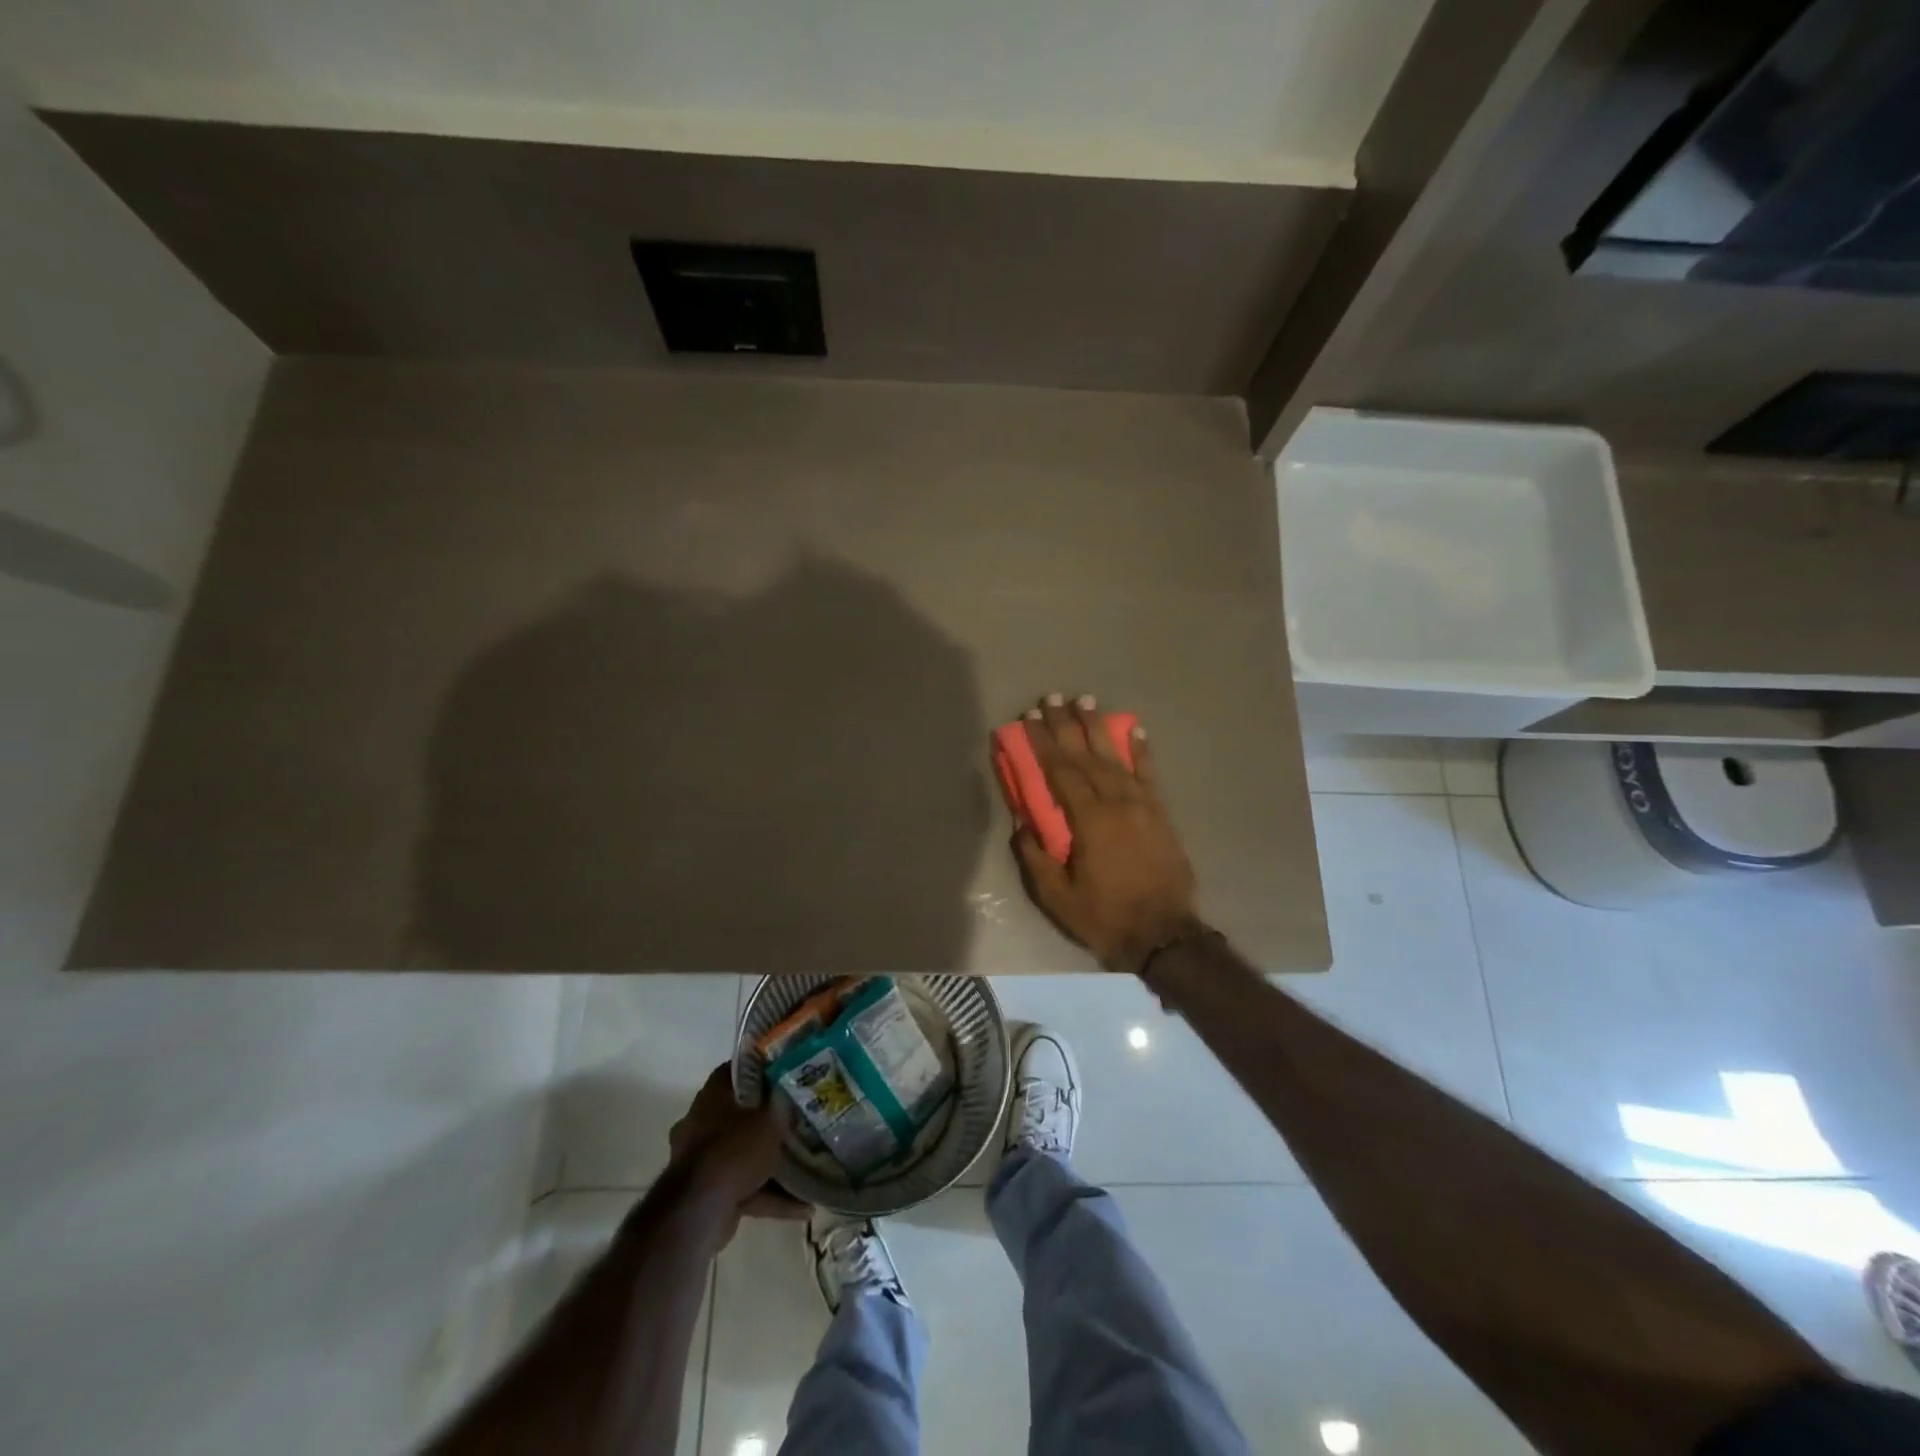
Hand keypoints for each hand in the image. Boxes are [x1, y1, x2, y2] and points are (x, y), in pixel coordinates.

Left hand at [668, 1065, 806, 1232]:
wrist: (698, 1211)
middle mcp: (702, 1124)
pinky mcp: (708, 1194)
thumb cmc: (735, 1149)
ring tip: (807, 1166)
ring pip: (743, 1154)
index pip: (736, 1071)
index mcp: (711, 1096)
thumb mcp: (770, 1118)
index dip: (761, 1070)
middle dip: (768, 1121)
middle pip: (741, 1114)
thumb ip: (782, 1105)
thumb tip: (793, 1094)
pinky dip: (770, 1195)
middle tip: (798, 1120)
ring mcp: (702, 1161)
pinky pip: (745, 1188)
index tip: (786, 1075)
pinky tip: (802, 1205)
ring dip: (772, 1163)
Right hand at [1010, 694, 1204, 972]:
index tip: (1029, 718)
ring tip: (1085, 700)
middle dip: (1066, 724)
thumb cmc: (1104, 916)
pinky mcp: (1160, 812)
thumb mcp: (1056, 896)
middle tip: (1052, 697)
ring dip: (1098, 727)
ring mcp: (1142, 804)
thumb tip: (1022, 820)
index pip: (1059, 770)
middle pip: (1086, 755)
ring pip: (1116, 756)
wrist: (1164, 934)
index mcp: (1088, 820)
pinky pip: (1149, 773)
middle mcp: (1116, 802)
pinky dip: (1141, 749)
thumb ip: (1036, 855)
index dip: (1042, 742)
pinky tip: (1135, 728)